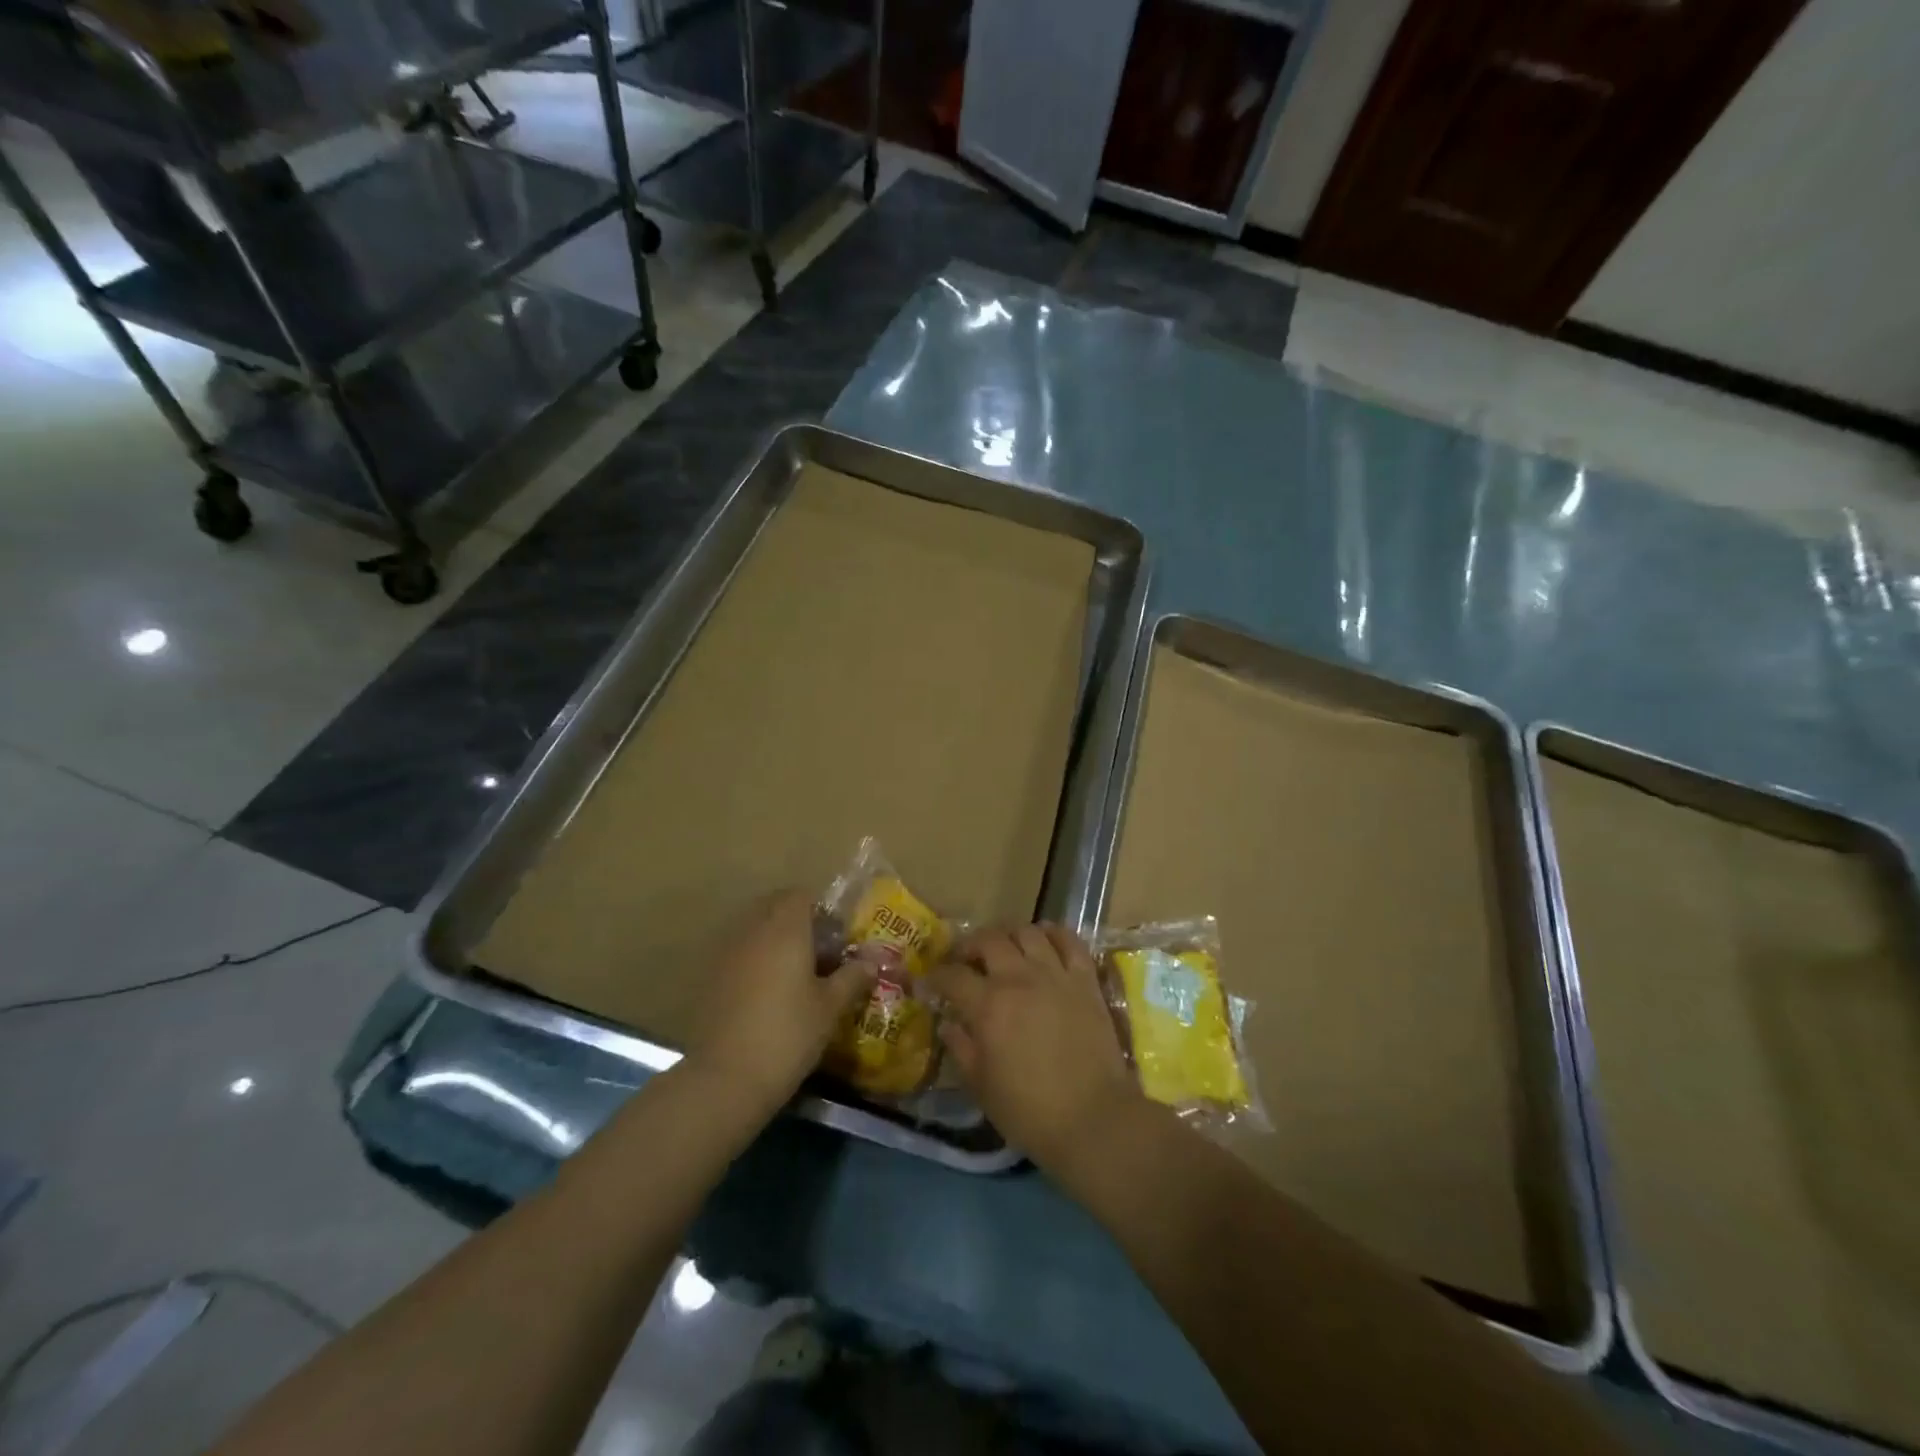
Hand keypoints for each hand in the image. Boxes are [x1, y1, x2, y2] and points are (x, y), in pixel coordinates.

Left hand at [684, 892, 874, 1114]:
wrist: (725, 1078)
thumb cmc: (788, 1034)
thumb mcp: (830, 1008)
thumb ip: (852, 978)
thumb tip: (872, 962)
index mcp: (786, 928)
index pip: (802, 896)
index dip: (821, 911)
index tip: (836, 938)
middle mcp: (753, 930)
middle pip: (775, 907)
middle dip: (797, 922)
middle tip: (818, 954)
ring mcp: (726, 952)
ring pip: (754, 929)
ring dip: (773, 941)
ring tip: (794, 976)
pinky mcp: (709, 977)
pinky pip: (738, 953)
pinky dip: (754, 961)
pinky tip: (766, 995)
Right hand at [929, 924, 1141, 1172]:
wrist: (1094, 1118)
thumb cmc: (1030, 1110)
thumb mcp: (981, 1086)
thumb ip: (961, 1048)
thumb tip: (948, 1023)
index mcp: (988, 1006)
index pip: (952, 976)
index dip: (935, 975)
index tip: (929, 981)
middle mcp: (1019, 978)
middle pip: (988, 940)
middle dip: (969, 945)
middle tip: (965, 960)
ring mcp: (1055, 974)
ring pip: (1027, 932)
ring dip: (1009, 935)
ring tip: (1005, 949)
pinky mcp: (1085, 979)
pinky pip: (1069, 940)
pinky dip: (1054, 933)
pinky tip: (1045, 941)